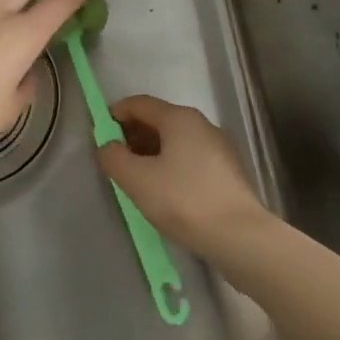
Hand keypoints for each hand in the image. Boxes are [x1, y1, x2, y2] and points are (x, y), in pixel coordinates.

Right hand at [97, 95, 270, 254]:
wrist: (240, 236)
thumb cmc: (183, 200)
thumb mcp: (137, 180)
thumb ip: (114, 158)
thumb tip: (107, 146)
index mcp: (179, 118)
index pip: (139, 103)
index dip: (115, 114)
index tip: (100, 135)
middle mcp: (202, 124)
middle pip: (159, 119)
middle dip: (133, 134)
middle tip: (115, 158)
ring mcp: (219, 147)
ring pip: (176, 140)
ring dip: (152, 151)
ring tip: (136, 177)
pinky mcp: (228, 171)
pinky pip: (191, 157)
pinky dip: (171, 164)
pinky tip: (164, 190)